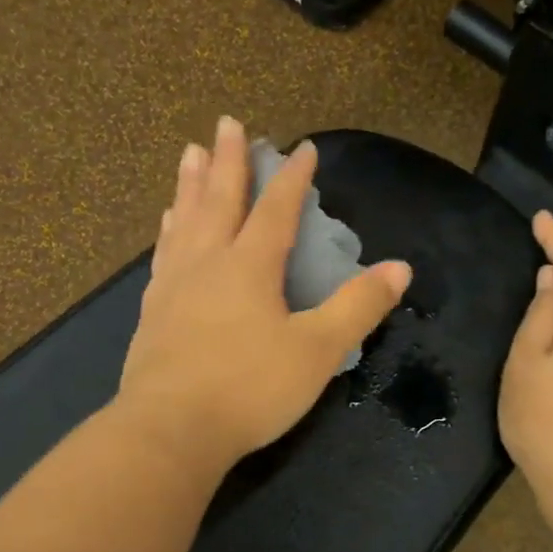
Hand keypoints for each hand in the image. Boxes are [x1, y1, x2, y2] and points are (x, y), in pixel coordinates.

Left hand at [116, 117, 411, 474]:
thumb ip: (357, 307)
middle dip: (229, 160)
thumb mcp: (317, 351)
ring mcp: (174, 285)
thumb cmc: (250, 388)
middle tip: (227, 122)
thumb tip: (399, 269)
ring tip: (191, 155)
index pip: (278, 209)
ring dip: (191, 184)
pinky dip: (169, 230)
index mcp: (251, 266)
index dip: (293, 177)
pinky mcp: (153, 311)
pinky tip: (167, 225)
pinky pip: (163, 254)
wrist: (171, 429)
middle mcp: (209, 262)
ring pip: (185, 220)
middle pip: (220, 199)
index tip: (303, 147)